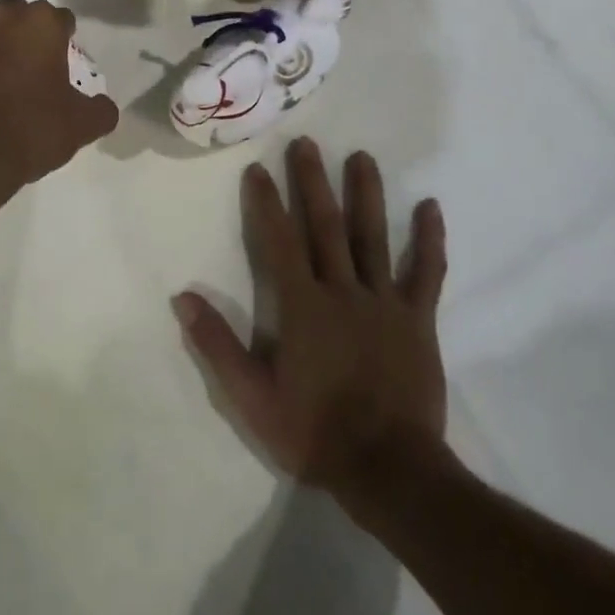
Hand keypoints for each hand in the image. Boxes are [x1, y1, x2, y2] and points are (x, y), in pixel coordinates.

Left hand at [0, 0, 118, 187]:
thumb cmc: (31, 127)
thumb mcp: (81, 125)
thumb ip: (100, 110)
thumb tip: (104, 107)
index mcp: (40, 23)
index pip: (62, 19)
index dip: (68, 40)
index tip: (69, 64)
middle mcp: (0, 19)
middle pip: (21, 15)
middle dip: (29, 33)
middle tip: (39, 67)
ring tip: (8, 81)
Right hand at [176, 139, 447, 514]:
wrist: (389, 471)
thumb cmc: (315, 433)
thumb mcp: (252, 398)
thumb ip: (218, 345)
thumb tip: (182, 298)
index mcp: (303, 306)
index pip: (279, 242)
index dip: (266, 203)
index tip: (258, 169)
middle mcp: (343, 291)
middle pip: (326, 226)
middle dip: (313, 182)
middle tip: (307, 143)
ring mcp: (384, 302)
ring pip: (373, 237)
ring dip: (366, 194)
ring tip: (361, 156)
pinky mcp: (417, 319)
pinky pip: (426, 273)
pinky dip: (430, 240)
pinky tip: (431, 207)